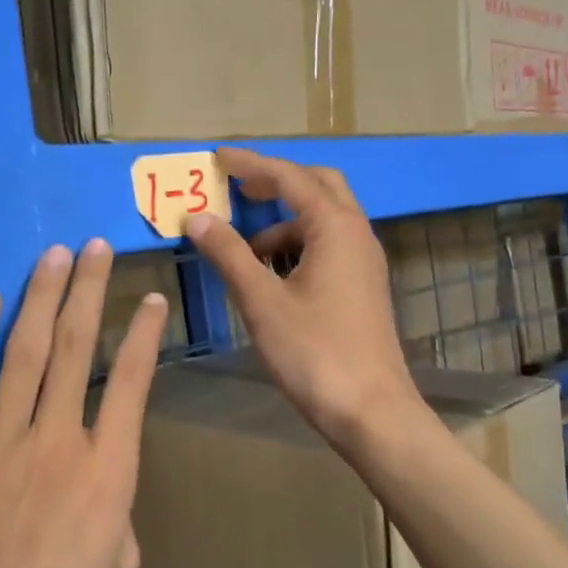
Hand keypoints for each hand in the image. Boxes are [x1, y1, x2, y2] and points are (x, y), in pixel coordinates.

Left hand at [0, 240, 168, 567]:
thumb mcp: (121, 562)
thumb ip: (114, 502)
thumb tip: (93, 471)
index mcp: (109, 472)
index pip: (133, 382)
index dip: (145, 334)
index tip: (151, 297)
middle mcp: (57, 443)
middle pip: (77, 349)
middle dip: (89, 291)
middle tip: (96, 247)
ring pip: (25, 354)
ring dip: (42, 299)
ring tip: (54, 256)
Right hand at [186, 147, 421, 450]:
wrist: (370, 411)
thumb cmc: (314, 352)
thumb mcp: (262, 301)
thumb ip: (228, 254)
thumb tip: (197, 217)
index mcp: (335, 227)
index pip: (288, 177)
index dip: (250, 164)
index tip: (217, 156)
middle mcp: (356, 233)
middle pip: (317, 185)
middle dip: (276, 182)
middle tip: (237, 188)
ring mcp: (364, 261)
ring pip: (323, 219)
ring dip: (284, 220)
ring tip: (244, 247)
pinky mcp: (362, 286)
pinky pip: (328, 246)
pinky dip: (297, 246)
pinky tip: (270, 275)